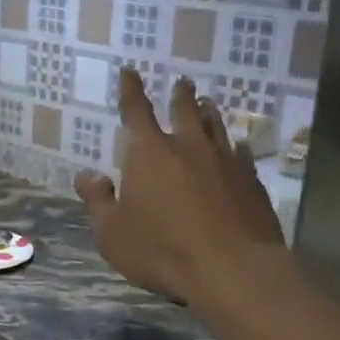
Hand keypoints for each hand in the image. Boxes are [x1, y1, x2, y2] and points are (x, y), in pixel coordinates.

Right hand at [76, 70, 285, 305]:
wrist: (232, 268)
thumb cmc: (163, 251)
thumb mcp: (113, 234)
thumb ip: (98, 201)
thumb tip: (87, 174)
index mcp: (149, 153)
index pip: (136, 110)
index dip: (131, 89)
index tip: (130, 71)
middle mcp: (188, 145)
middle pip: (184, 109)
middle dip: (179, 94)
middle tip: (182, 82)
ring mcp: (225, 160)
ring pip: (216, 125)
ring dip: (208, 112)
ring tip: (206, 103)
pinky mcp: (251, 179)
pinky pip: (241, 152)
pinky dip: (235, 146)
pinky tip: (238, 148)